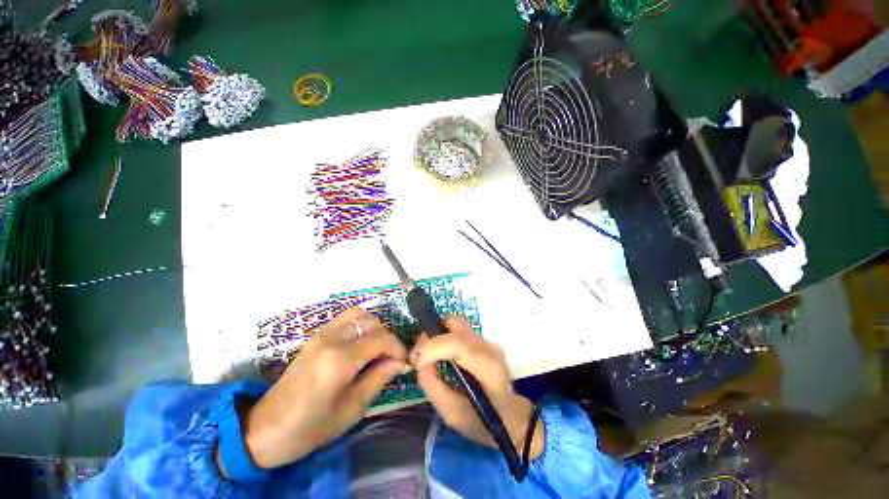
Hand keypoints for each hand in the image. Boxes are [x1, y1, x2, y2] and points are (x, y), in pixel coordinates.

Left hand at [240, 309, 408, 468]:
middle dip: (387, 338)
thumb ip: (379, 378)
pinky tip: (359, 344)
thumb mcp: (351, 409)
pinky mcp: (315, 336)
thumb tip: (400, 362)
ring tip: (376, 348)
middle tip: (390, 358)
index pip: (381, 339)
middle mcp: (331, 339)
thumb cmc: (311, 427)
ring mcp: (321, 334)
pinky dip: (359, 325)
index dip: (398, 348)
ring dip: (373, 328)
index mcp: (340, 360)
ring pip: (359, 315)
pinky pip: (344, 319)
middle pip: (372, 323)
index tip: (404, 362)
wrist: (265, 430)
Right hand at [411, 317, 543, 459]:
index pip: (459, 344)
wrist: (512, 418)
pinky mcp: (483, 340)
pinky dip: (445, 337)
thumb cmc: (484, 422)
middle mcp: (489, 347)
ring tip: (428, 355)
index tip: (415, 360)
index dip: (433, 347)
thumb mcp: (453, 415)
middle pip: (455, 325)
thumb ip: (434, 387)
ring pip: (456, 325)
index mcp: (488, 367)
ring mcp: (487, 341)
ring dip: (438, 335)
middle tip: (419, 356)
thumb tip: (419, 363)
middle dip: (432, 337)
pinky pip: (459, 331)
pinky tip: (440, 354)